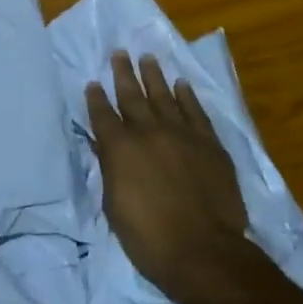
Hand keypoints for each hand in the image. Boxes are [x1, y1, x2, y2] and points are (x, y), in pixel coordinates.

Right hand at [85, 52, 275, 303]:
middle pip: (132, 95)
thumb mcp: (114, 206)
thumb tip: (102, 144)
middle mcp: (148, 132)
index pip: (102, 115)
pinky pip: (195, 111)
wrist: (203, 250)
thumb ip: (109, 169)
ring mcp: (182, 134)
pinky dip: (187, 96)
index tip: (93, 83)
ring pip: (164, 95)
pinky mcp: (209, 143)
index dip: (96, 98)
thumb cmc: (148, 238)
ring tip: (147, 57)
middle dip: (123, 73)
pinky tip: (181, 84)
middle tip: (119, 52)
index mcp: (120, 148)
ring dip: (154, 75)